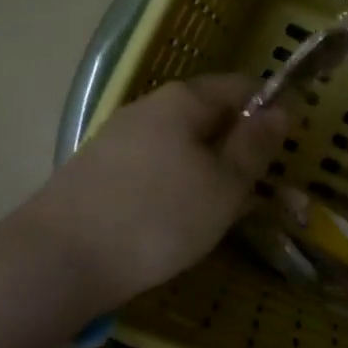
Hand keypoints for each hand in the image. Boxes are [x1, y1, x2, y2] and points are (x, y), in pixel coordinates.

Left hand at [24, 74, 289, 311]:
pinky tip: (179, 221)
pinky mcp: (99, 172)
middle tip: (259, 189)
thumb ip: (255, 145)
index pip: (240, 87)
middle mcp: (147, 108)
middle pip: (208, 116)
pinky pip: (155, 168)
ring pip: (181, 146)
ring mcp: (118, 139)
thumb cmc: (158, 217)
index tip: (289, 148)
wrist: (59, 261)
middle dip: (239, 147)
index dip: (270, 111)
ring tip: (223, 212)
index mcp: (182, 100)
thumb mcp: (224, 185)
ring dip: (210, 170)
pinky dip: (178, 186)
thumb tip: (280, 109)